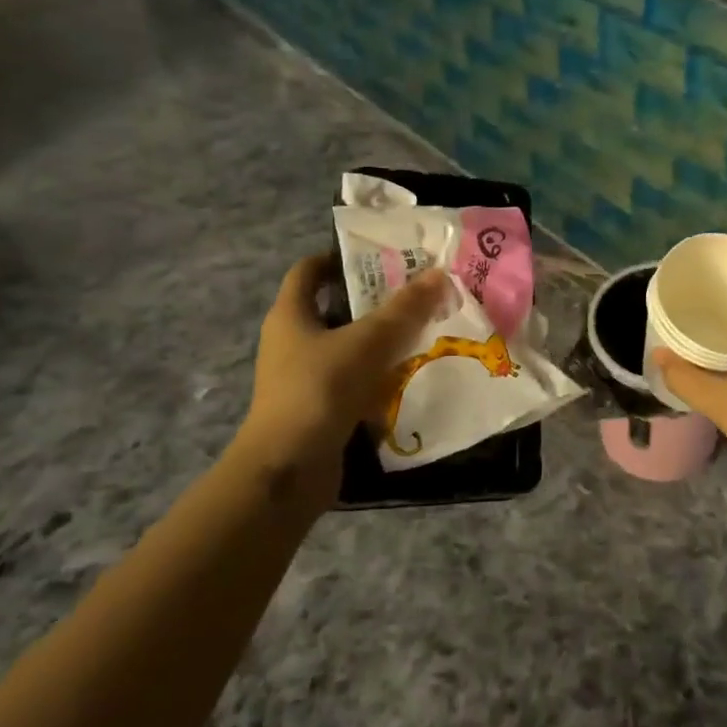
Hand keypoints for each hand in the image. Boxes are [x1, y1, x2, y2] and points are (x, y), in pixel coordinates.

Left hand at [235, 254, 448, 504]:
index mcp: (290, 315)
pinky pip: (353, 380)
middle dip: (374, 300)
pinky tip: (411, 374)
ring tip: (423, 330)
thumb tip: (439, 273)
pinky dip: (378, 375)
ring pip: (347, 346)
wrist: (287, 470)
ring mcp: (303, 377)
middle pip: (334, 307)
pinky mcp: (318, 407)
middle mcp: (292, 341)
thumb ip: (404, 309)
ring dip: (381, 339)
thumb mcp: (367, 342)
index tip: (381, 256)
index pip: (309, 270)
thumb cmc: (319, 390)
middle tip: (416, 293)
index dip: (339, 257)